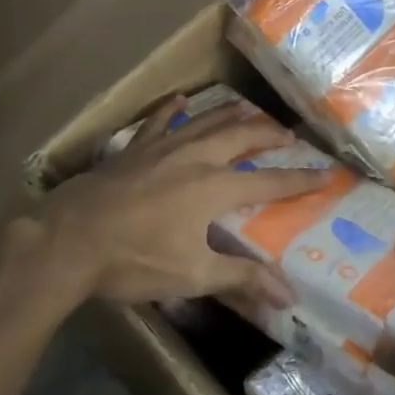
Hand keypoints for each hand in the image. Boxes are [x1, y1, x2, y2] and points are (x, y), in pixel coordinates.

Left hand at [30, 96, 328, 309]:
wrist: (67, 241)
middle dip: (269, 133)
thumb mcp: (192, 275)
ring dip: (231, 114)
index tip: (327, 173)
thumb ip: (242, 279)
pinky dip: (171, 109)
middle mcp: (195, 158)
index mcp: (214, 187)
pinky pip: (157, 121)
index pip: (269, 181)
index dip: (300, 179)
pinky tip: (178, 99)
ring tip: (249, 110)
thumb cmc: (133, 260)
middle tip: (289, 133)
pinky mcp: (132, 149)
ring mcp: (161, 148)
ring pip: (205, 121)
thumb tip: (288, 295)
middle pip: (241, 136)